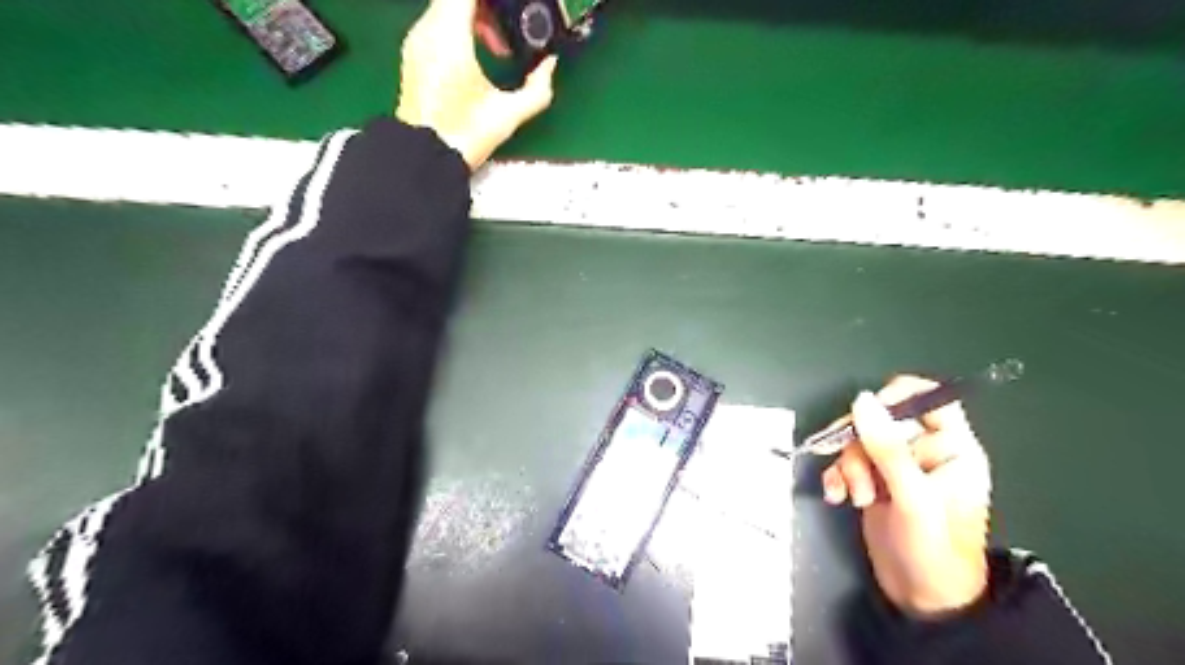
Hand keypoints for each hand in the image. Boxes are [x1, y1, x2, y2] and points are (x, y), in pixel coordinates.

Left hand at [396, 0, 557, 171]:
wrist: (424, 158)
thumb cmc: (463, 134)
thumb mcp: (508, 114)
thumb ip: (537, 89)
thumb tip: (549, 67)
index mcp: (450, 36)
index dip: (494, 1)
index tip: (510, 9)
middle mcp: (428, 30)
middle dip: (486, 8)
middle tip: (508, 32)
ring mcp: (417, 43)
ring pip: (445, 8)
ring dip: (474, 18)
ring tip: (497, 51)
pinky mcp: (413, 58)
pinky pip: (437, 26)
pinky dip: (459, 31)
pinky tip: (476, 61)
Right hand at [817, 376, 992, 620]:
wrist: (921, 598)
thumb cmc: (933, 548)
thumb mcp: (912, 496)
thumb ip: (887, 447)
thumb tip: (862, 399)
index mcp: (951, 448)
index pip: (931, 400)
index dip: (900, 397)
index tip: (869, 411)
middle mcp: (924, 452)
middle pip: (882, 420)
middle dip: (862, 445)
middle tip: (858, 472)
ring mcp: (897, 467)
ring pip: (860, 442)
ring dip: (849, 466)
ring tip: (856, 496)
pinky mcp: (874, 481)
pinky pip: (847, 462)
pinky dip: (838, 476)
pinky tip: (837, 496)